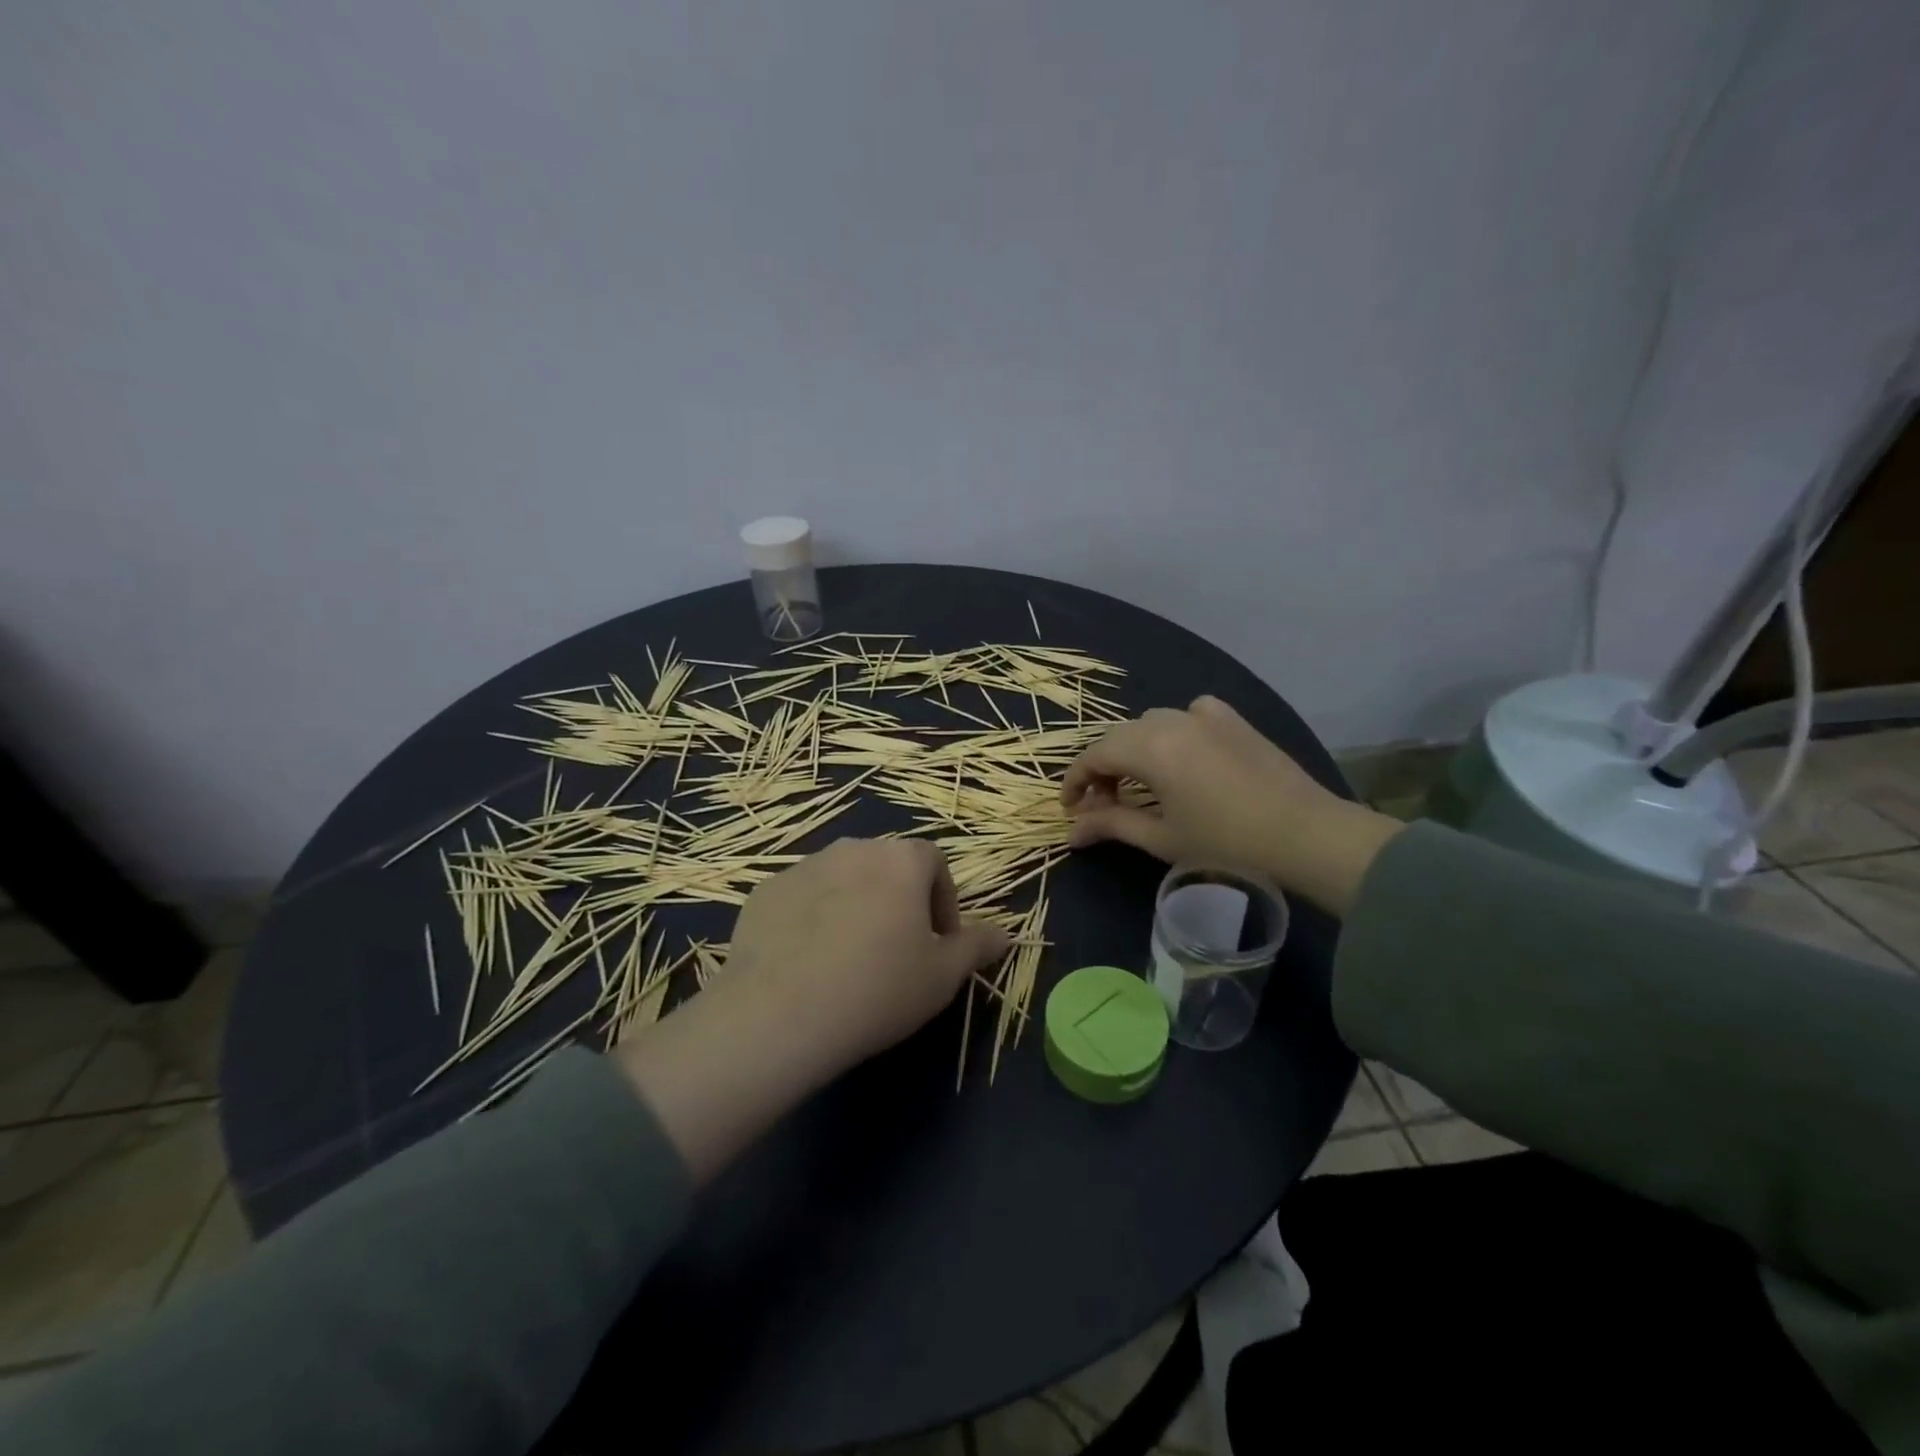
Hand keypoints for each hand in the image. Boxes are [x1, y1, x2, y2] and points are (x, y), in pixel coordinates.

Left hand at [725, 838, 1009, 1068]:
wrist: (780, 1014)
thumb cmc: (879, 990)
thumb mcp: (942, 976)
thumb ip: (976, 946)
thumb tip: (1004, 933)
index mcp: (901, 860)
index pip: (934, 863)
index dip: (943, 901)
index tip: (938, 943)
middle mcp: (853, 848)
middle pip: (887, 867)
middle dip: (898, 901)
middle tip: (896, 952)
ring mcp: (804, 866)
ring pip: (843, 880)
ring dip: (854, 906)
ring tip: (849, 959)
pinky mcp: (766, 891)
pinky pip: (802, 898)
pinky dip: (812, 919)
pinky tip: (807, 964)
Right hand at [1060, 695, 1402, 916]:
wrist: (1307, 834)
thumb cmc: (1227, 843)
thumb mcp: (1161, 837)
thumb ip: (1112, 825)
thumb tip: (1072, 832)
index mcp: (1150, 747)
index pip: (1094, 755)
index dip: (1075, 781)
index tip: (1070, 809)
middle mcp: (1172, 720)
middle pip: (1119, 737)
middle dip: (1103, 769)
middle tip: (1102, 805)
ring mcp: (1206, 715)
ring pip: (1151, 724)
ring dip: (1135, 750)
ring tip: (1140, 785)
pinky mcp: (1233, 720)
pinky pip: (1190, 715)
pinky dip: (1174, 732)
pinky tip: (1184, 754)